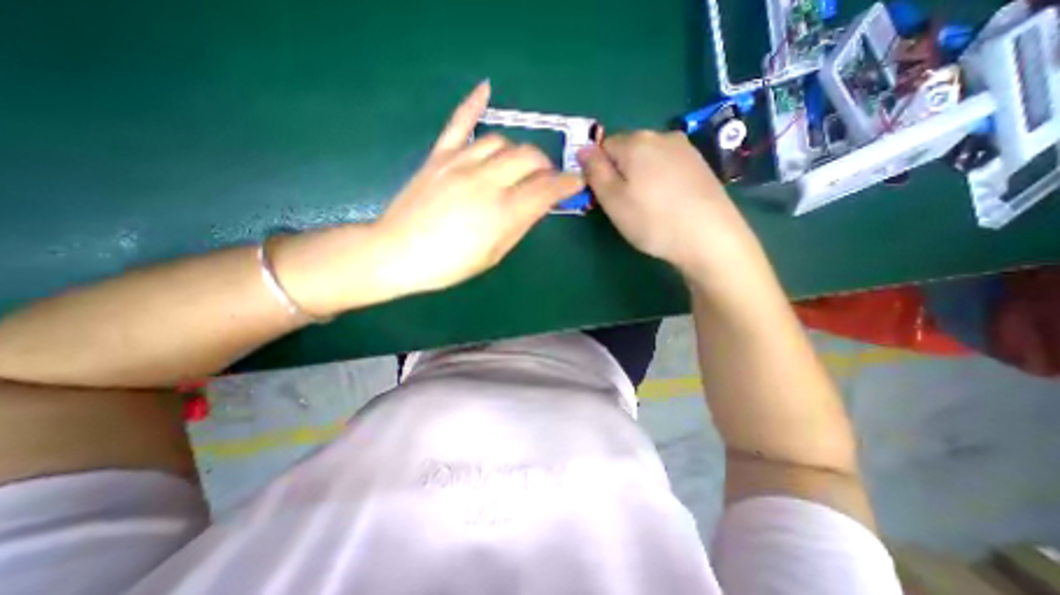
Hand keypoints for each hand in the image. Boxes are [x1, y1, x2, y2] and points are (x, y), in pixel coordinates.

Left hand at [375, 81, 588, 294]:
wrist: (398, 253)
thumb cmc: (450, 264)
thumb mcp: (494, 254)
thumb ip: (520, 225)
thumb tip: (539, 204)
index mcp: (503, 212)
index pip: (547, 188)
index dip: (566, 184)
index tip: (576, 183)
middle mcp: (487, 181)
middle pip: (530, 157)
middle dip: (546, 166)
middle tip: (546, 179)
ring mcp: (461, 163)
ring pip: (503, 142)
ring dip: (519, 151)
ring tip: (519, 165)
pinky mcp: (439, 156)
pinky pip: (460, 123)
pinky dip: (474, 103)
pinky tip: (486, 89)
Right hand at [577, 130, 766, 276]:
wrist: (709, 237)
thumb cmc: (652, 220)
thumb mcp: (612, 200)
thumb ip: (594, 171)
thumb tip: (584, 149)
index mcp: (635, 141)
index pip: (603, 146)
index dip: (600, 171)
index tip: (606, 196)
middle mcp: (661, 135)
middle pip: (627, 150)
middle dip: (620, 172)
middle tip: (626, 204)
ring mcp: (685, 148)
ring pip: (648, 158)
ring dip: (641, 176)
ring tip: (648, 205)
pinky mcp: (700, 163)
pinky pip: (668, 166)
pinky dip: (661, 180)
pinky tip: (668, 202)